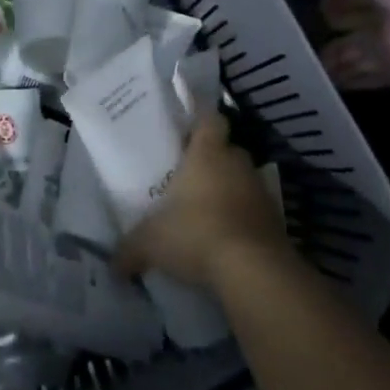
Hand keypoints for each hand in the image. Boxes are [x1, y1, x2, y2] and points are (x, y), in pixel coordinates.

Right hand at [115, 113, 291, 290]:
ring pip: (243, 180)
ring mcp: (261, 192)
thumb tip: (113, 265)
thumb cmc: (197, 234)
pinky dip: (243, 220)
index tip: (188, 125)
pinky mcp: (276, 221)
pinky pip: (255, 211)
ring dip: (229, 190)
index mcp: (207, 154)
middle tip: (189, 174)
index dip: (201, 118)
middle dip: (212, 159)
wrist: (255, 271)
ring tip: (206, 210)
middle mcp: (237, 164)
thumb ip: (131, 248)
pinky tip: (226, 239)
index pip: (210, 119)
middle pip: (227, 149)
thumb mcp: (152, 242)